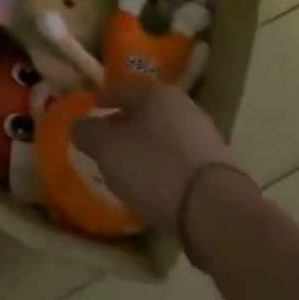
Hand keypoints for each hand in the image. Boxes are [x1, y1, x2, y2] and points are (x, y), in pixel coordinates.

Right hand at [70, 80, 251, 235]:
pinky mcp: (219, 167)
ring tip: (131, 168)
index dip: (104, 97)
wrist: (217, 212)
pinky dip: (166, 165)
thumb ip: (87, 133)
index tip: (92, 109)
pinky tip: (158, 185)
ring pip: (165, 134)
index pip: (122, 87)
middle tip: (108, 141)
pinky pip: (182, 158)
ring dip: (147, 145)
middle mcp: (184, 106)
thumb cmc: (155, 169)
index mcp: (156, 93)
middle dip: (126, 123)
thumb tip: (79, 125)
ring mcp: (206, 136)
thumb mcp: (107, 150)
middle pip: (146, 110)